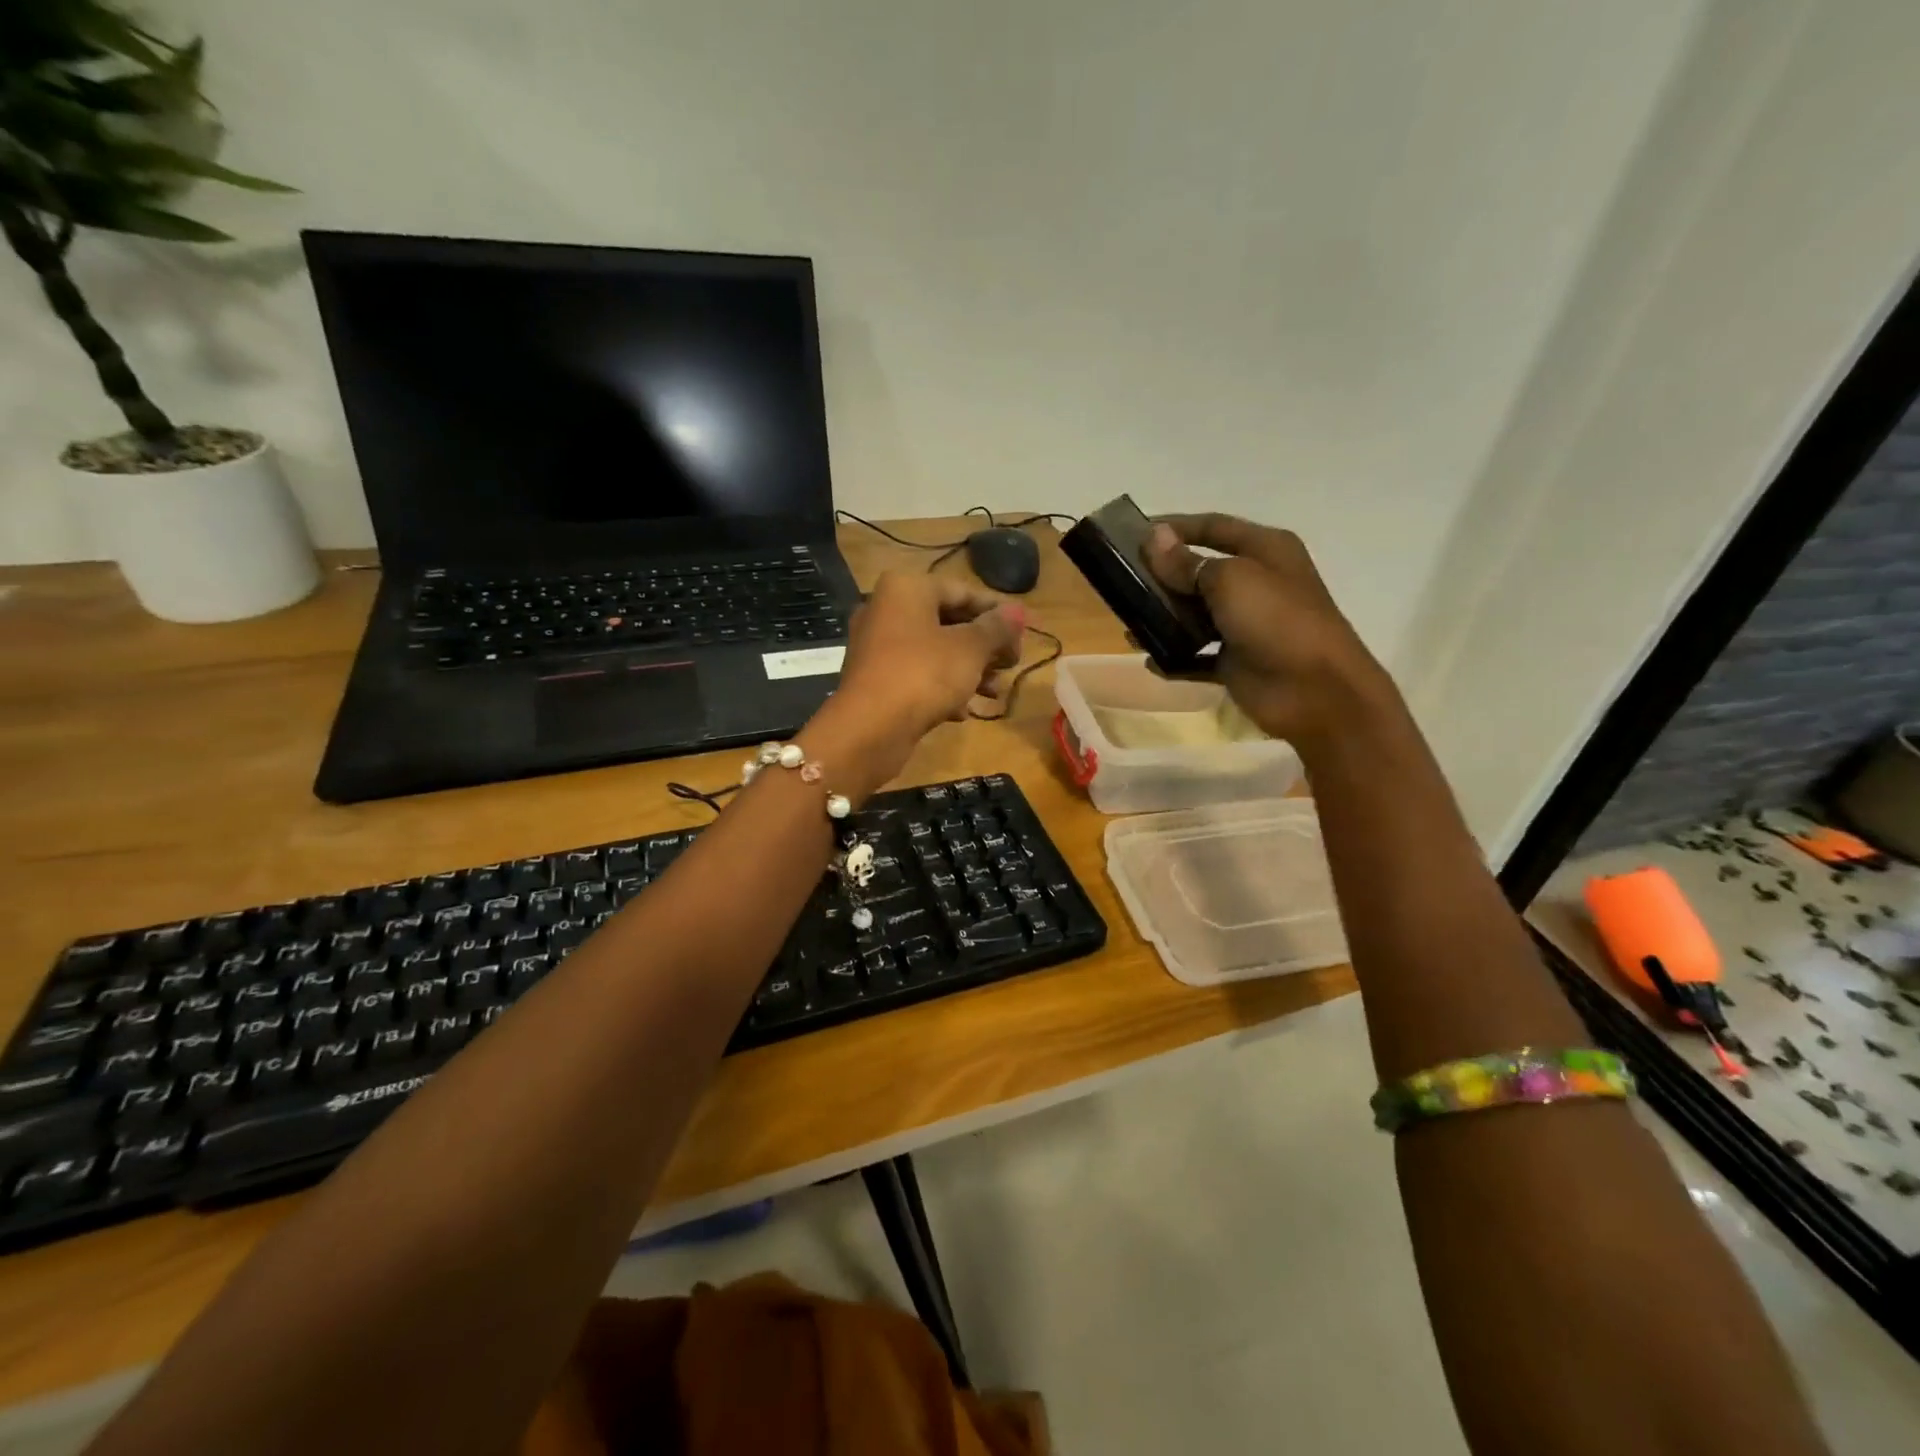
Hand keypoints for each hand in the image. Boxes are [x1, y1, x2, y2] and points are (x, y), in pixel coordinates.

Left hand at [811, 571, 1025, 783]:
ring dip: (969, 671)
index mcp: (906, 589)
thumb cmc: (923, 675)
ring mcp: (877, 647)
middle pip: (949, 621)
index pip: (963, 591)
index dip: (998, 613)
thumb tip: (1019, 611)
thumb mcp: (970, 649)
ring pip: (935, 652)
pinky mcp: (875, 680)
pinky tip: (964, 711)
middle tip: (1011, 665)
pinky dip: (942, 689)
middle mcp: (886, 610)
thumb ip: (997, 628)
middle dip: (984, 646)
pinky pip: (917, 676)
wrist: (868, 730)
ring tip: (994, 692)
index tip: (1026, 634)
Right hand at [1144, 513, 1390, 748]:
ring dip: (1164, 617)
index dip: (1175, 527)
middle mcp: (1256, 583)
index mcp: (1265, 550)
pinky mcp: (1235, 662)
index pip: (1213, 527)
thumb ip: (1186, 562)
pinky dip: (1175, 657)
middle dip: (1163, 575)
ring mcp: (1245, 625)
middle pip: (1200, 571)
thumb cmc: (1275, 620)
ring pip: (1195, 614)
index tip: (1133, 534)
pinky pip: (1196, 656)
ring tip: (1129, 621)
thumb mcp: (1229, 580)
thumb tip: (1153, 537)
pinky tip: (1150, 659)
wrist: (1314, 691)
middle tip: (1121, 580)